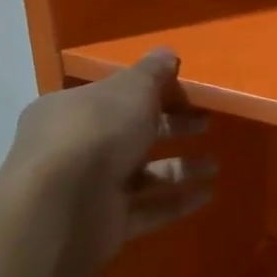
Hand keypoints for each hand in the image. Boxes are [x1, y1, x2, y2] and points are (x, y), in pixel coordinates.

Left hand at [5, 50, 215, 243]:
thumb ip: (152, 72)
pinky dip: (176, 202)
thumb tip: (167, 53)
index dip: (151, 92)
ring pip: (142, 174)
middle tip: (206, 124)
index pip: (114, 97)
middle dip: (172, 128)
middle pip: (131, 134)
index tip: (187, 93)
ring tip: (214, 166)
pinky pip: (147, 210)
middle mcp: (74, 148)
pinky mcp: (104, 223)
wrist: (63, 206)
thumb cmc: (96, 132)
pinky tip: (207, 195)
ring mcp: (88, 189)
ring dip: (179, 168)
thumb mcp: (131, 89)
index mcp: (71, 110)